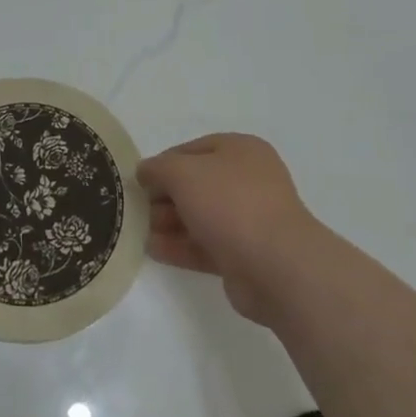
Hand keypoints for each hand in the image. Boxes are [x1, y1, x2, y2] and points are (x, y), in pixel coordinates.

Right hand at [137, 133, 322, 325]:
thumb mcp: (184, 172)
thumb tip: (145, 171)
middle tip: (138, 209)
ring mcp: (249, 220)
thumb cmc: (230, 203)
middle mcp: (248, 180)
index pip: (193, 150)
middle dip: (165, 196)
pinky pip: (206, 245)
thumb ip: (159, 168)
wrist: (277, 266)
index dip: (164, 162)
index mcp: (241, 150)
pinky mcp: (245, 255)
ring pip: (201, 216)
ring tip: (140, 231)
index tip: (139, 180)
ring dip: (170, 222)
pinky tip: (153, 250)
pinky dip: (180, 246)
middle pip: (197, 184)